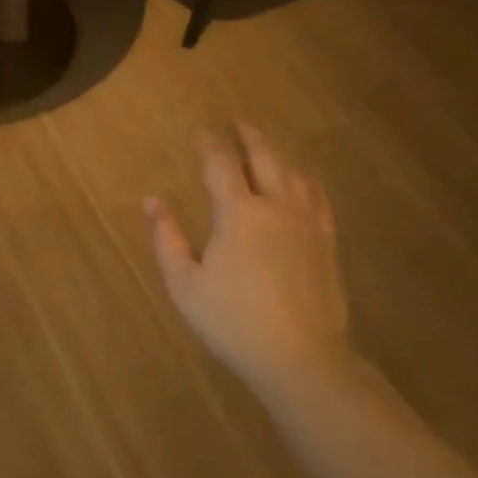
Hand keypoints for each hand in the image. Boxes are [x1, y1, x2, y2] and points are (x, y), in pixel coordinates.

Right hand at [145, 123, 353, 397]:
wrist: (300, 357)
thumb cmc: (233, 322)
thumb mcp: (185, 284)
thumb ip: (166, 238)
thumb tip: (152, 200)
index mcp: (238, 213)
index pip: (221, 164)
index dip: (208, 143)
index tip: (199, 131)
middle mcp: (276, 206)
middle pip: (264, 156)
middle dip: (248, 135)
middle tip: (236, 120)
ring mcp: (306, 222)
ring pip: (294, 171)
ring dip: (277, 151)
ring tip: (265, 143)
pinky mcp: (326, 240)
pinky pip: (317, 195)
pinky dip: (305, 177)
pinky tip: (302, 178)